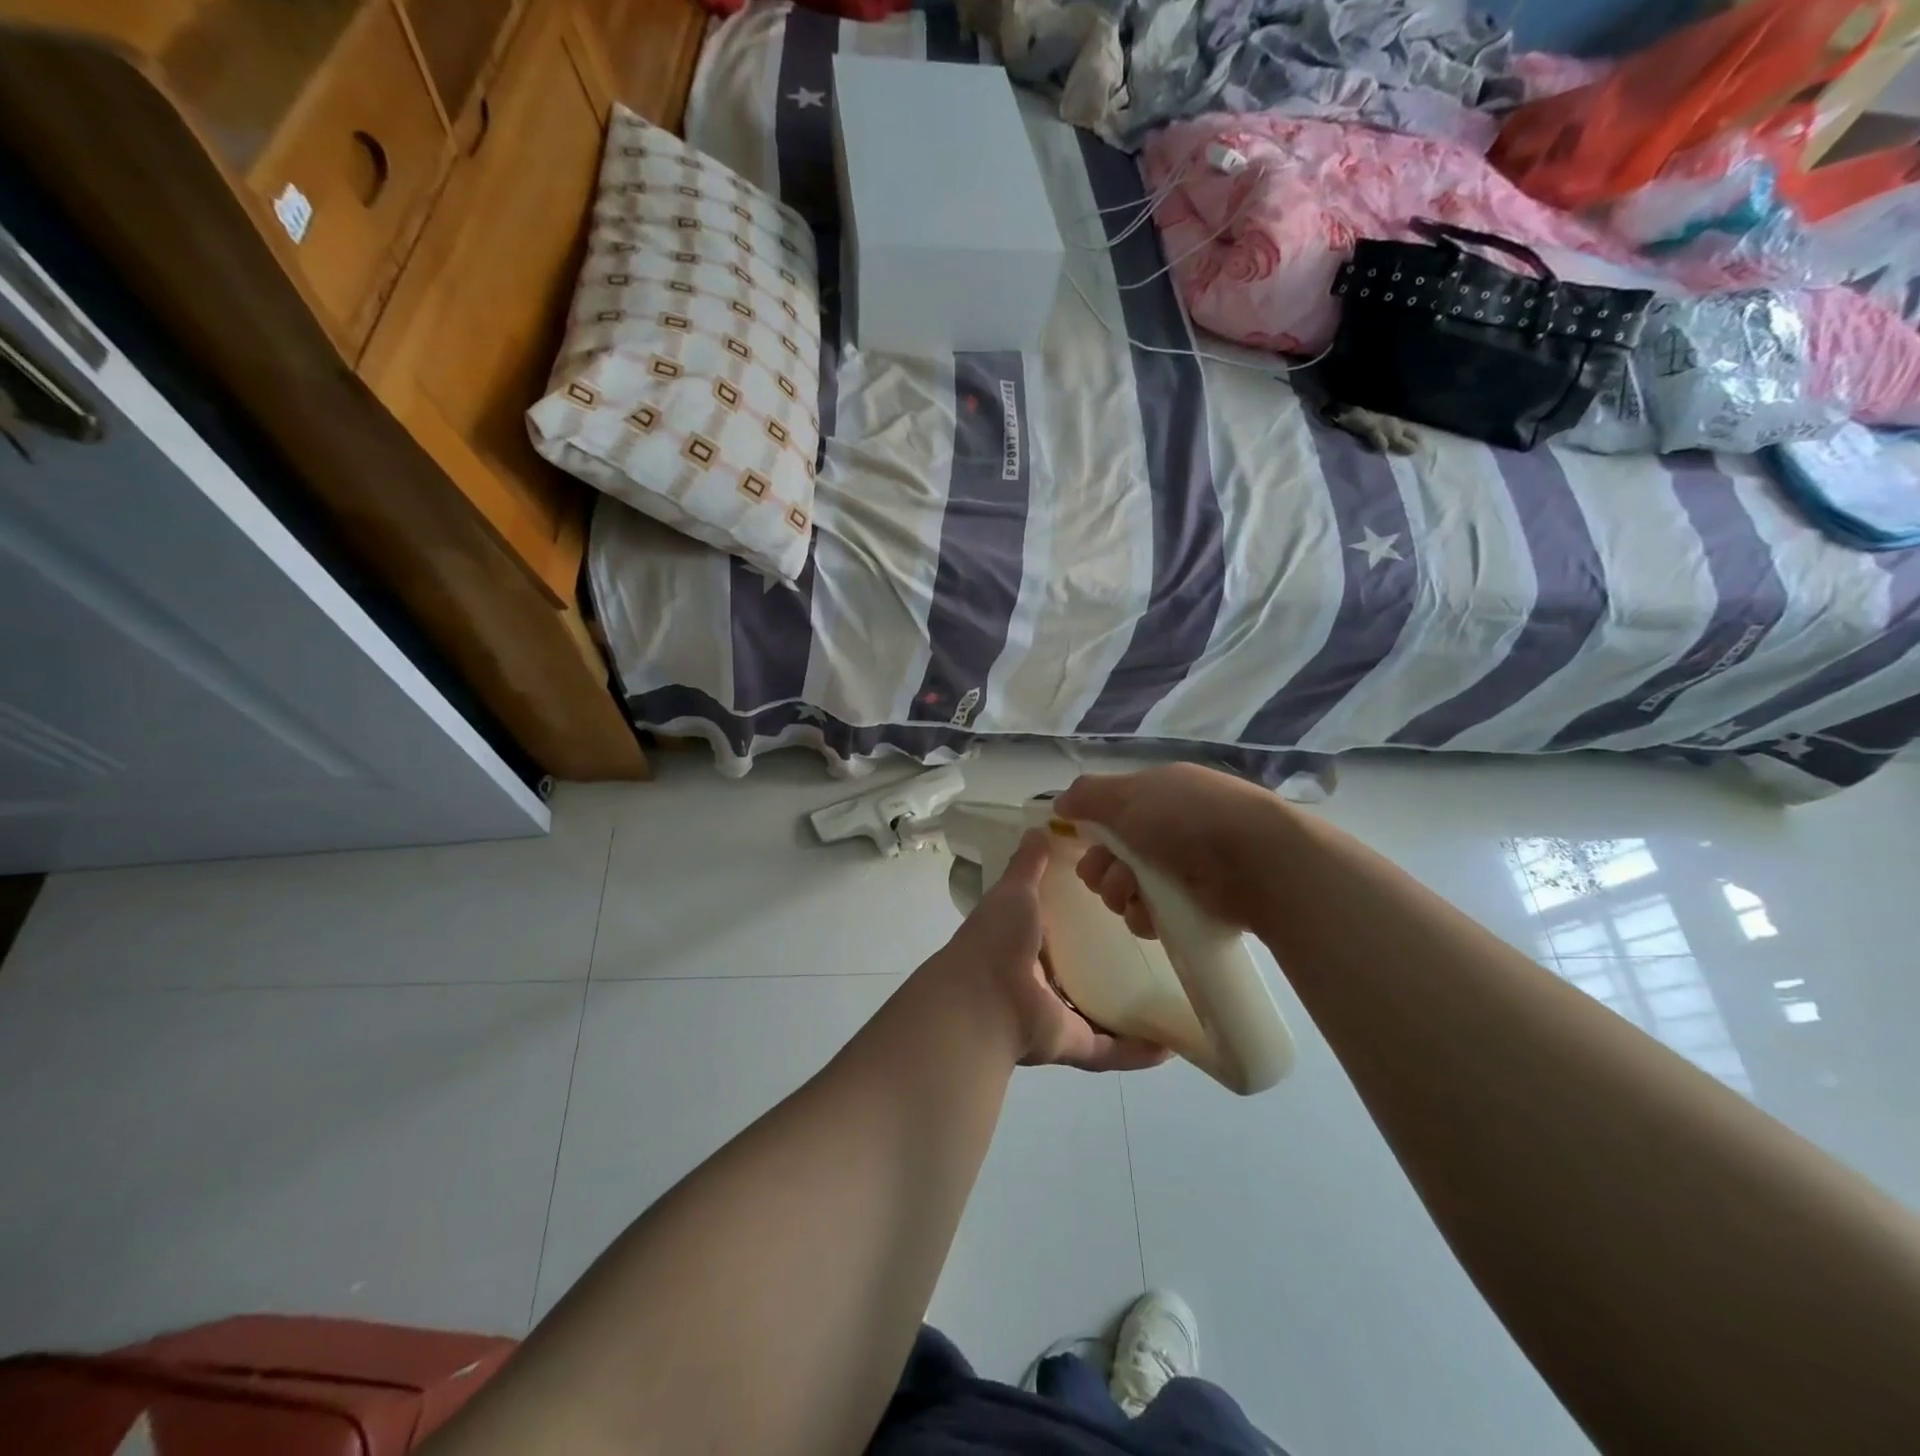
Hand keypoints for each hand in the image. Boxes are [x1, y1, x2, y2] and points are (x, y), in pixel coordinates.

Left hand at [940, 829, 1169, 1071]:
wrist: (982, 1000)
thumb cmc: (997, 939)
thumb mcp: (1014, 891)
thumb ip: (1028, 864)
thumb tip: (1040, 828)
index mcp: (1024, 942)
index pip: (1059, 927)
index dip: (1084, 916)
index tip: (1123, 899)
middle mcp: (1039, 980)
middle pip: (1081, 971)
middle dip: (1111, 963)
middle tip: (1157, 945)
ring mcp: (1055, 1016)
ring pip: (1098, 1013)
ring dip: (1130, 1010)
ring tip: (1172, 996)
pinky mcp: (1071, 1044)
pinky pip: (1110, 1050)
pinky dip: (1137, 1052)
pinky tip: (1171, 1046)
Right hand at [1053, 764, 1287, 936]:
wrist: (1257, 862)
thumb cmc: (1188, 817)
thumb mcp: (1130, 794)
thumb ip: (1088, 796)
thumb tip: (1060, 803)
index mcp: (1158, 795)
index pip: (1112, 814)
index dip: (1092, 830)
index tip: (1082, 842)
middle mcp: (1169, 830)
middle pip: (1113, 856)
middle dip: (1101, 868)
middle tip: (1109, 874)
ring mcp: (1184, 870)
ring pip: (1128, 889)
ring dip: (1120, 893)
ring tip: (1134, 893)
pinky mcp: (1194, 908)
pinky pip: (1151, 916)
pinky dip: (1144, 917)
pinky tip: (1151, 915)